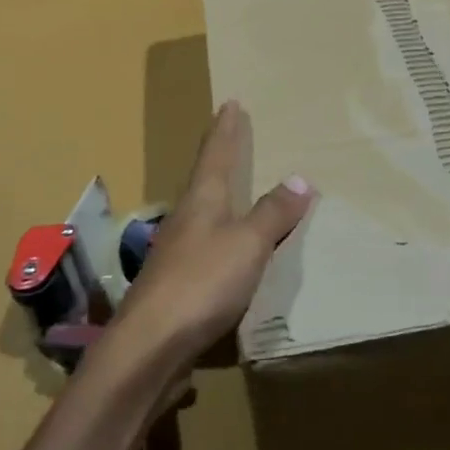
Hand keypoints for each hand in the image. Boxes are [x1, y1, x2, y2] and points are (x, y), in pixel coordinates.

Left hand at [106, 100, 313, 369]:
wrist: (151, 346)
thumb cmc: (202, 283)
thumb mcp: (247, 243)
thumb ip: (272, 213)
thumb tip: (299, 179)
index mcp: (202, 200)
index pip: (216, 154)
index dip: (226, 129)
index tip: (230, 103)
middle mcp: (186, 219)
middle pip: (204, 180)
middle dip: (220, 158)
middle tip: (233, 138)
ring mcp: (177, 254)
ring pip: (203, 214)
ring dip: (220, 198)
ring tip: (237, 191)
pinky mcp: (177, 287)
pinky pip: (206, 249)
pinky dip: (223, 239)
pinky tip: (230, 252)